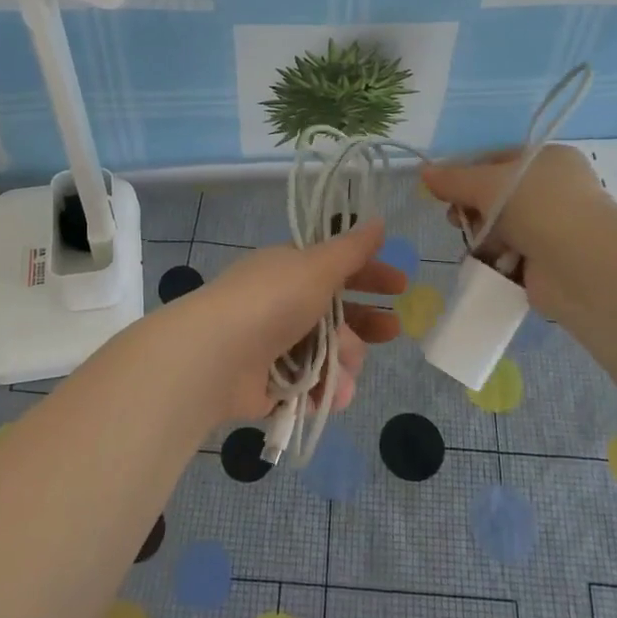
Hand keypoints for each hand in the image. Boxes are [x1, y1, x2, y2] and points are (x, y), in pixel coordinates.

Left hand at [157, 218, 405, 427]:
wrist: (215, 357)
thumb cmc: (271, 302)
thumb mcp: (317, 266)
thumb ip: (351, 248)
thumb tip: (379, 219)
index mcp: (290, 269)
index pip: (337, 268)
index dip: (370, 275)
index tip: (401, 286)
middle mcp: (281, 303)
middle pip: (335, 313)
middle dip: (365, 324)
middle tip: (392, 331)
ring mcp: (272, 344)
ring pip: (325, 352)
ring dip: (343, 364)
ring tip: (345, 374)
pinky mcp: (266, 383)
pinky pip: (306, 385)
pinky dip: (321, 391)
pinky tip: (331, 397)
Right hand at [421, 146, 608, 316]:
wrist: (583, 265)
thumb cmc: (539, 207)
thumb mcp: (489, 183)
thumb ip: (454, 179)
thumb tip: (424, 173)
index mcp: (548, 160)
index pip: (498, 160)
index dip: (468, 173)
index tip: (444, 189)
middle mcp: (553, 191)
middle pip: (496, 196)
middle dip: (472, 208)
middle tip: (456, 219)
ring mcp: (552, 228)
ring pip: (500, 228)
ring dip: (483, 236)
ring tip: (477, 245)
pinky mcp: (547, 263)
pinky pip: (509, 256)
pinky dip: (496, 260)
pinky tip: (487, 264)